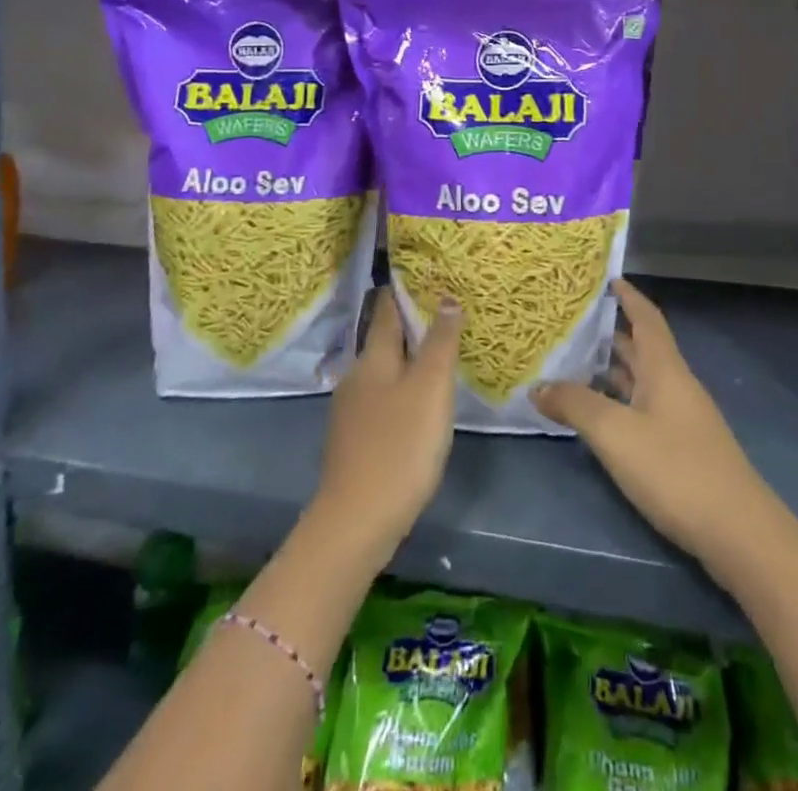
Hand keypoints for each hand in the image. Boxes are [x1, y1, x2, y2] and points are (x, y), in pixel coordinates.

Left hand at [312, 289, 461, 559]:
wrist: (356, 522)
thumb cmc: (400, 446)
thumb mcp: (430, 388)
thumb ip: (440, 341)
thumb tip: (446, 297)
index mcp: (373, 358)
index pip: (388, 310)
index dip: (405, 291)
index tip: (425, 276)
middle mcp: (357, 376)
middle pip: (385, 340)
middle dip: (411, 326)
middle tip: (443, 314)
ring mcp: (351, 411)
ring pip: (383, 371)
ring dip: (407, 360)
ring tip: (437, 355)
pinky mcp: (354, 440)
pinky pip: (381, 399)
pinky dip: (401, 390)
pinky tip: (418, 403)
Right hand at [534, 279, 776, 573]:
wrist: (739, 533)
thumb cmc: (676, 469)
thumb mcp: (616, 434)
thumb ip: (575, 406)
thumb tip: (538, 386)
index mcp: (665, 369)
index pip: (647, 318)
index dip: (628, 296)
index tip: (607, 277)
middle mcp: (676, 385)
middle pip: (642, 348)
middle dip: (611, 332)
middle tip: (571, 322)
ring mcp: (682, 418)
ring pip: (642, 380)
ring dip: (612, 369)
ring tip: (573, 363)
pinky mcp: (683, 448)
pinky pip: (644, 407)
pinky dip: (619, 401)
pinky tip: (598, 414)